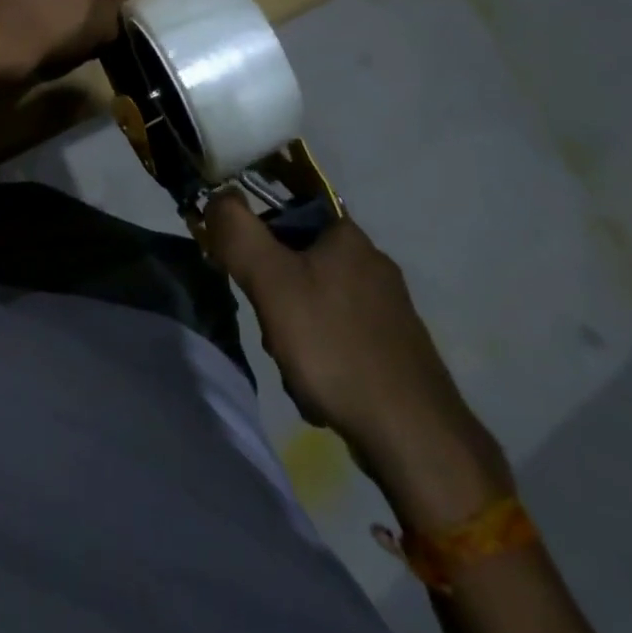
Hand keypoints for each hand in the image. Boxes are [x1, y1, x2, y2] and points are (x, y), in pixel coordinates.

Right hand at [203, 193, 511, 529]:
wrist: (414, 436)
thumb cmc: (335, 345)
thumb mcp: (271, 282)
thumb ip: (238, 233)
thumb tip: (217, 196)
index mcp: (347, 234)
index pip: (287, 210)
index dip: (259, 238)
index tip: (250, 272)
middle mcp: (372, 261)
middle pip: (298, 261)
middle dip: (275, 296)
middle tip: (271, 327)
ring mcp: (388, 307)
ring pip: (315, 302)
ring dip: (294, 332)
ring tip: (295, 366)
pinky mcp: (395, 347)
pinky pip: (339, 336)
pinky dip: (322, 357)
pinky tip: (320, 387)